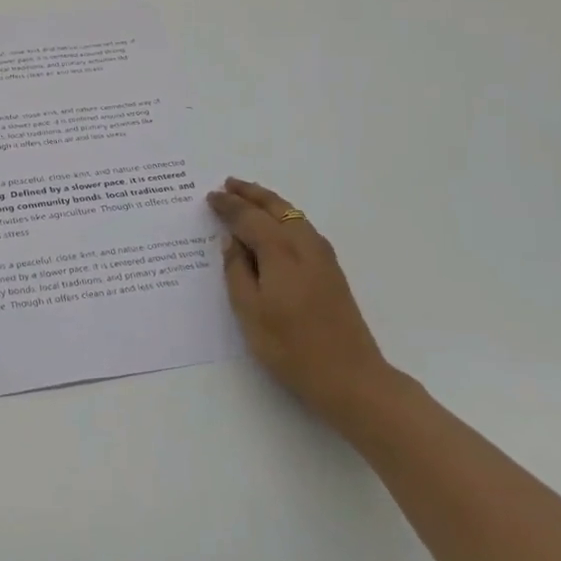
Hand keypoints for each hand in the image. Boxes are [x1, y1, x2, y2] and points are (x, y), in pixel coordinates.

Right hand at [207, 177, 390, 422]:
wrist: (350, 376)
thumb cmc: (291, 347)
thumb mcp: (250, 312)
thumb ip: (237, 271)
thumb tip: (232, 241)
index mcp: (280, 250)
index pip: (248, 217)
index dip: (228, 205)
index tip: (210, 196)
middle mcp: (304, 243)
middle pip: (275, 206)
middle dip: (251, 193)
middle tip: (229, 183)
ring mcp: (322, 255)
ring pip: (292, 214)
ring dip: (269, 202)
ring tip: (249, 198)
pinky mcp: (331, 269)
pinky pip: (302, 227)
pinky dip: (283, 216)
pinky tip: (276, 226)